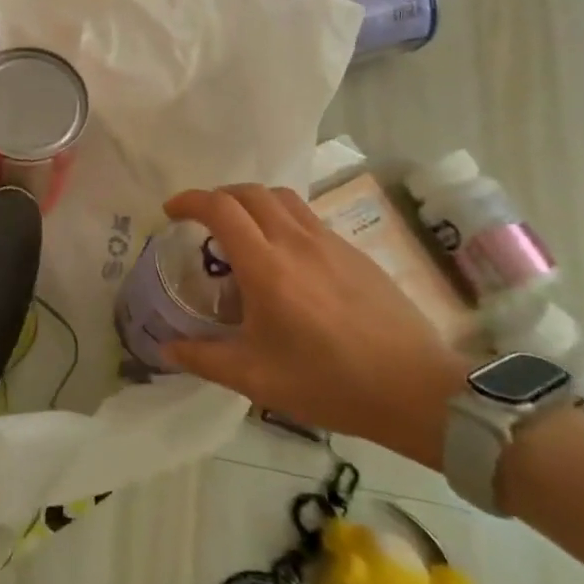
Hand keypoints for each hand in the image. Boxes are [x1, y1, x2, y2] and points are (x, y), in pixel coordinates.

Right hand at [160, 185, 470, 467]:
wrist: (418, 391)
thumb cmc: (330, 383)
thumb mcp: (256, 379)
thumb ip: (204, 358)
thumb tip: (165, 349)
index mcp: (266, 266)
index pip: (220, 209)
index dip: (189, 201)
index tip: (171, 213)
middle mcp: (296, 241)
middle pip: (249, 192)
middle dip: (218, 197)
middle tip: (202, 221)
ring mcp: (330, 243)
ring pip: (283, 197)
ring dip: (252, 202)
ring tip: (242, 229)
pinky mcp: (355, 253)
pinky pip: (308, 218)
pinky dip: (283, 219)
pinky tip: (286, 257)